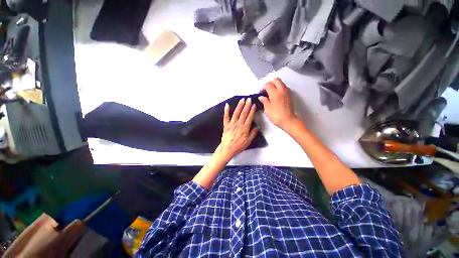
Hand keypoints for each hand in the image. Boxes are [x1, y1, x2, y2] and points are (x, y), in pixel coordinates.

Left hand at [217, 98, 258, 159]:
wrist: (228, 149)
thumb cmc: (239, 146)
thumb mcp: (248, 141)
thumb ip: (253, 133)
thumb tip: (257, 127)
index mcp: (245, 127)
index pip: (249, 117)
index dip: (252, 110)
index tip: (254, 105)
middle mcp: (238, 124)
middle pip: (243, 113)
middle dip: (247, 105)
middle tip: (249, 99)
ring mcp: (231, 124)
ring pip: (236, 113)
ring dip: (239, 106)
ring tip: (242, 100)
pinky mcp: (226, 125)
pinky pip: (226, 117)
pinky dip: (226, 111)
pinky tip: (227, 105)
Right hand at [258, 78, 297, 129]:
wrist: (288, 120)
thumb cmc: (276, 115)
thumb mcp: (267, 109)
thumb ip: (264, 101)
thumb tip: (261, 97)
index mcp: (275, 93)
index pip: (268, 85)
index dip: (263, 87)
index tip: (260, 92)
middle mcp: (282, 90)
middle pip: (276, 80)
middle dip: (270, 83)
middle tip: (266, 90)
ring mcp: (287, 92)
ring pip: (281, 83)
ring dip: (275, 85)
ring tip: (270, 92)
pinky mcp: (290, 95)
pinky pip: (284, 87)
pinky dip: (279, 88)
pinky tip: (276, 95)